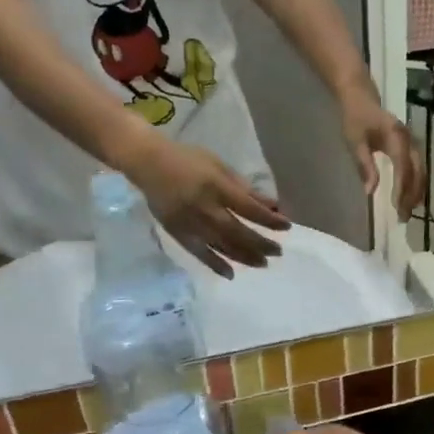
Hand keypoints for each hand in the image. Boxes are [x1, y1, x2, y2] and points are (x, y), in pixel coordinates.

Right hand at [123, 138, 289, 277]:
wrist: (147, 162)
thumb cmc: (188, 160)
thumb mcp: (220, 166)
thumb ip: (245, 188)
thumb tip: (272, 205)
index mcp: (216, 187)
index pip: (249, 209)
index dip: (270, 220)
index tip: (286, 226)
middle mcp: (204, 208)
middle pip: (238, 232)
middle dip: (261, 244)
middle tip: (278, 252)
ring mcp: (190, 223)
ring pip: (222, 245)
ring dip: (245, 257)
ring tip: (263, 263)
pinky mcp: (178, 233)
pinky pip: (199, 253)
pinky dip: (215, 264)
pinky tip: (231, 274)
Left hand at [340, 87, 425, 221]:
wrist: (362, 98)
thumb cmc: (356, 119)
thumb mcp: (355, 142)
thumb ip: (365, 165)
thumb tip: (370, 191)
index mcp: (396, 138)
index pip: (403, 167)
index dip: (401, 188)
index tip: (396, 207)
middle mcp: (409, 141)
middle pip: (417, 172)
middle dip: (411, 196)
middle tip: (403, 217)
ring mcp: (413, 143)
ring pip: (421, 172)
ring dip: (416, 193)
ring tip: (408, 211)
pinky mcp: (412, 147)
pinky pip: (419, 168)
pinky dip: (417, 184)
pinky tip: (411, 198)